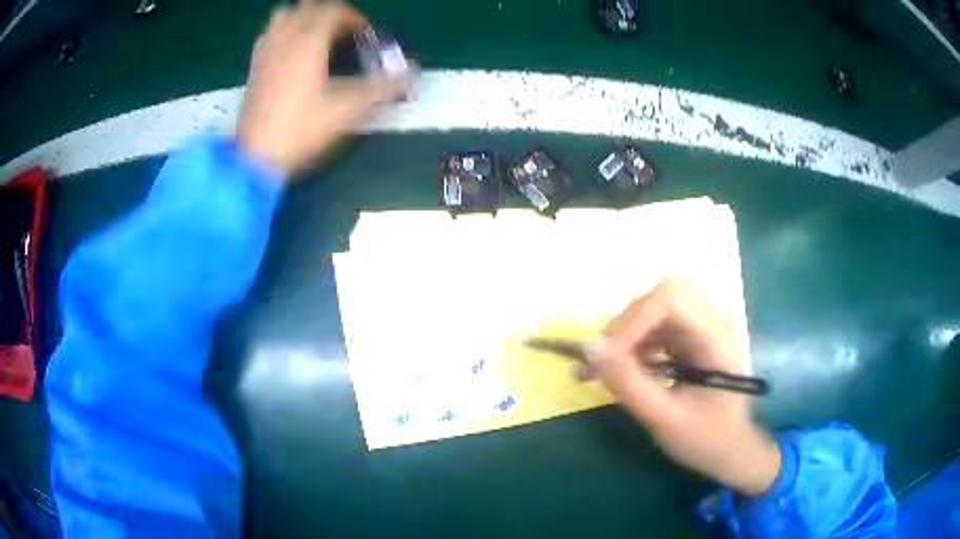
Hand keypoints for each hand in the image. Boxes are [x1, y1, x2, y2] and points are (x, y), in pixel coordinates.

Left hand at [236, 1, 412, 175]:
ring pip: (284, 15)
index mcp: (309, 41)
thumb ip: (384, 87)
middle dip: (330, 14)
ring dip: (303, 17)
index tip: (367, 37)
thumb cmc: (302, 129)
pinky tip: (290, 50)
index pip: (335, 11)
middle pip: (309, 7)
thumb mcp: (348, 109)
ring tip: (316, 36)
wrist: (256, 158)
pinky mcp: (253, 67)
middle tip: (344, 33)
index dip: (355, 19)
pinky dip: (283, 31)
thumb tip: (414, 73)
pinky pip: (268, 34)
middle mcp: (286, 38)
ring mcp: (266, 51)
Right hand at [582, 278, 780, 495]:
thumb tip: (590, 350)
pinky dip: (627, 349)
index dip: (635, 319)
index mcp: (716, 339)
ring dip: (620, 339)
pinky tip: (614, 373)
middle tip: (596, 364)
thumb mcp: (665, 419)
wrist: (729, 451)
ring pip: (651, 313)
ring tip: (593, 372)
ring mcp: (697, 331)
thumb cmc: (706, 440)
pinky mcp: (686, 342)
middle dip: (623, 328)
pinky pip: (651, 331)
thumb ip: (629, 384)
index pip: (673, 298)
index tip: (607, 356)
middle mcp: (709, 325)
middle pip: (659, 300)